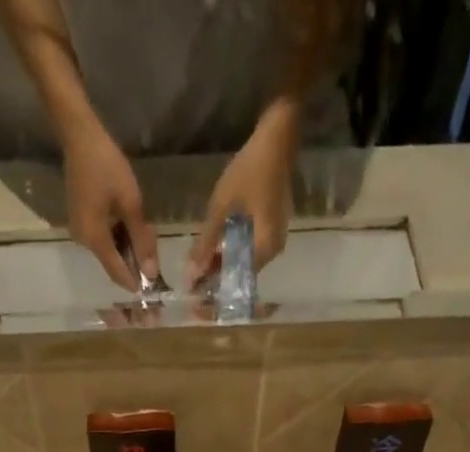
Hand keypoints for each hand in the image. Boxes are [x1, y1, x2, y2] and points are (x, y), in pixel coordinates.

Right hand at [62, 118, 156, 289]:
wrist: (80, 136)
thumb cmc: (107, 166)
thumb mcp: (131, 203)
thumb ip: (141, 240)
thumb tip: (151, 273)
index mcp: (94, 240)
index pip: (117, 273)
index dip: (135, 282)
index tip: (152, 288)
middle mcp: (84, 242)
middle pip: (113, 263)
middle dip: (134, 261)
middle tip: (152, 244)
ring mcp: (80, 232)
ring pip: (109, 250)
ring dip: (127, 247)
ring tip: (143, 229)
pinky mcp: (80, 221)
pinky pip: (102, 238)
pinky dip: (118, 236)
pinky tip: (129, 222)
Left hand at [186, 100, 297, 289]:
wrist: (278, 137)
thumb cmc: (249, 170)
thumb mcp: (222, 207)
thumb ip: (206, 243)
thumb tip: (191, 276)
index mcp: (263, 250)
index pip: (236, 282)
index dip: (215, 290)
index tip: (196, 296)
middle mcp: (273, 252)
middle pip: (242, 275)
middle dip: (218, 280)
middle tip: (194, 282)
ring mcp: (275, 240)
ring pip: (245, 263)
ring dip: (224, 266)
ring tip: (201, 268)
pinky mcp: (273, 228)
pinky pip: (251, 250)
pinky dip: (233, 253)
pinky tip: (217, 250)